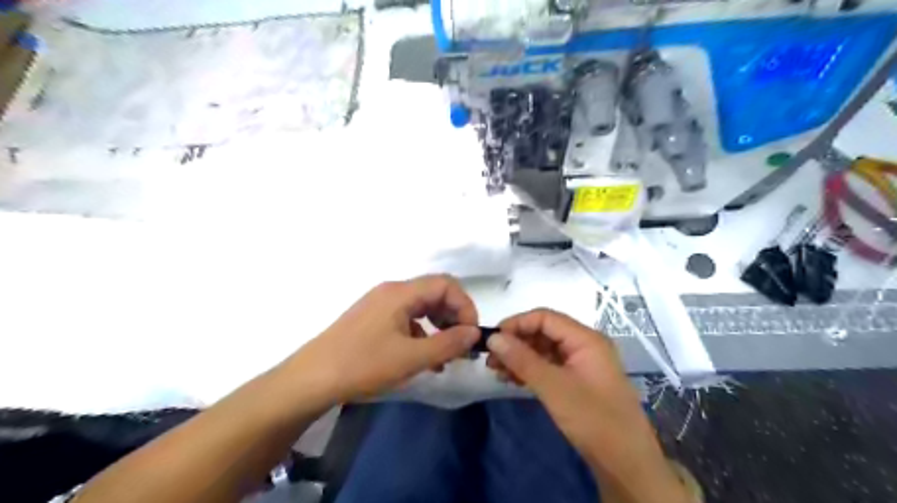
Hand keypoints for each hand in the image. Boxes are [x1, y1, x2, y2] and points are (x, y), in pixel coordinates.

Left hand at [286, 272, 483, 405]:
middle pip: (434, 293)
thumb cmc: (363, 364)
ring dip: (439, 326)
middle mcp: (391, 292)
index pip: (446, 284)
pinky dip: (421, 334)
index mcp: (401, 292)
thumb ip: (448, 344)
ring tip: (446, 355)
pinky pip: (406, 319)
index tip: (470, 334)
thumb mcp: (411, 358)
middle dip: (453, 316)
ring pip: (420, 307)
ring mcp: (380, 305)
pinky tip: (423, 358)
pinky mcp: (372, 319)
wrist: (311, 379)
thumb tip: (474, 333)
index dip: (465, 305)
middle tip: (461, 345)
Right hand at [487, 309, 687, 502]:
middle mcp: (585, 345)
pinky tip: (513, 380)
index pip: (545, 317)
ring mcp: (582, 364)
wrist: (626, 464)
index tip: (492, 339)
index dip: (517, 324)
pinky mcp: (578, 381)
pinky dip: (530, 371)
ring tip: (497, 371)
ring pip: (545, 350)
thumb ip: (522, 359)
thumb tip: (493, 338)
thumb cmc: (593, 419)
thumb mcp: (553, 387)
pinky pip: (550, 367)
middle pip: (544, 332)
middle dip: (516, 342)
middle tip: (491, 359)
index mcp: (586, 339)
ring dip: (520, 358)